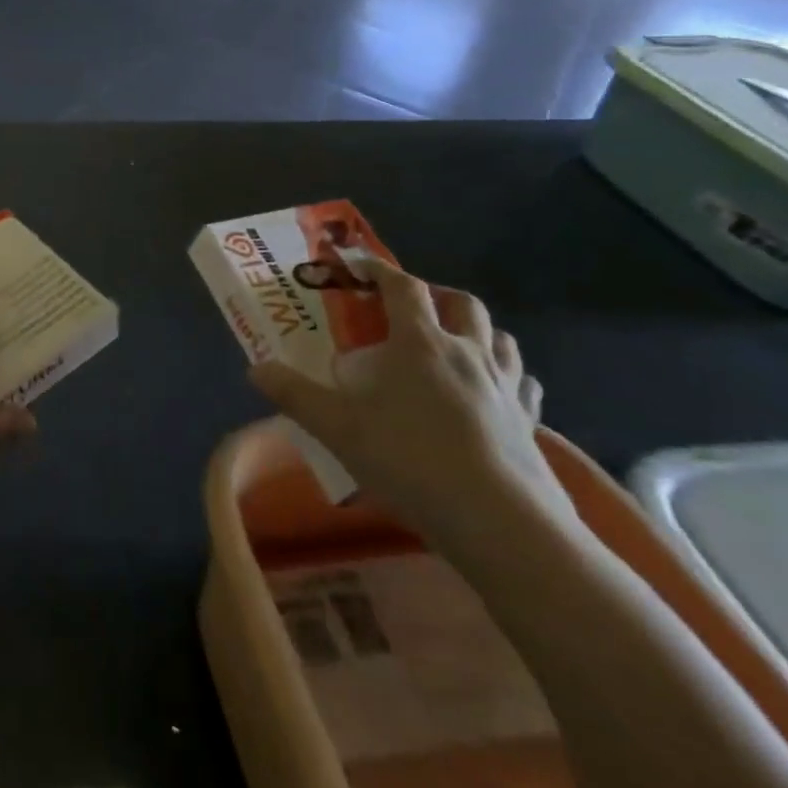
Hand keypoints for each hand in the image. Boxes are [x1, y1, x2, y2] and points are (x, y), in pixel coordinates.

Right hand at [249, 258, 574, 554]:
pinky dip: (509, 376)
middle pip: (461, 303)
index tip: (358, 265)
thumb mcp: (337, 427)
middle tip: (410, 308)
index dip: (379, 270)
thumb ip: (293, 394)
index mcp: (420, 343)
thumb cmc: (410, 460)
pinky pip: (524, 383)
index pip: (402, 287)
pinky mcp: (531, 422)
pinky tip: (495, 392)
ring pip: (500, 337)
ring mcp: (506, 386)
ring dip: (477, 330)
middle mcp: (467, 352)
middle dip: (435, 295)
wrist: (499, 521)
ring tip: (454, 344)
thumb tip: (256, 369)